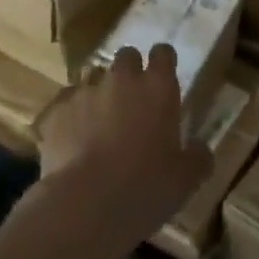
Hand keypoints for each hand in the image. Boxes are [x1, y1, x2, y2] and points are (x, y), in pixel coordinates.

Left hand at [34, 45, 212, 252]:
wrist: (85, 205)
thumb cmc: (144, 188)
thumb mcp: (185, 181)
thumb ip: (197, 158)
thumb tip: (200, 148)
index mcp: (157, 87)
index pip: (163, 53)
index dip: (163, 62)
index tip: (163, 76)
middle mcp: (122, 79)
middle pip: (127, 56)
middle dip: (130, 72)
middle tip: (132, 100)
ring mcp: (86, 90)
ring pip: (95, 76)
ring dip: (100, 91)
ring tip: (100, 120)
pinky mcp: (58, 109)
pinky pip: (67, 101)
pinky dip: (73, 113)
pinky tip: (74, 137)